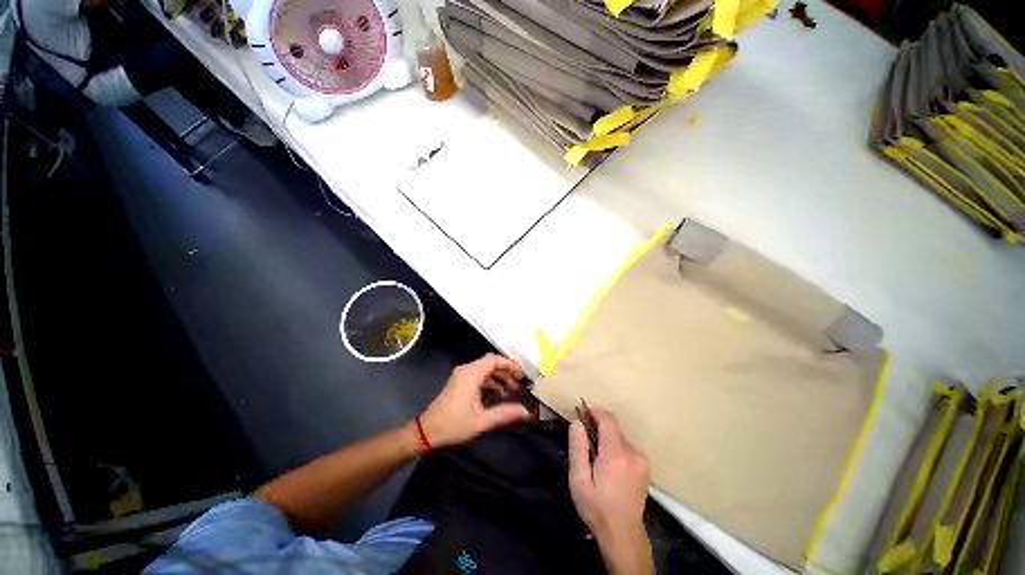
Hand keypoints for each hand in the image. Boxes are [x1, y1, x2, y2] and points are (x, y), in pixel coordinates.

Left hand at [418, 354, 528, 448]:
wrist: (426, 432)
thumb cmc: (453, 424)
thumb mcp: (481, 421)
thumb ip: (504, 413)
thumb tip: (525, 412)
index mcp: (471, 374)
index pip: (494, 360)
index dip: (509, 365)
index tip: (521, 376)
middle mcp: (466, 370)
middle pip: (491, 364)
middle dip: (506, 373)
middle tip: (518, 386)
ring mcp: (462, 376)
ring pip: (485, 370)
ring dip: (499, 379)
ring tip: (511, 392)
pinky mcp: (460, 382)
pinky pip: (479, 377)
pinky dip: (490, 383)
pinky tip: (498, 395)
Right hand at [568, 407, 652, 574]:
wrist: (623, 535)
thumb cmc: (596, 508)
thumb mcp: (579, 480)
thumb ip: (578, 448)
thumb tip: (576, 422)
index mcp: (616, 455)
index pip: (608, 419)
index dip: (594, 410)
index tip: (581, 409)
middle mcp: (633, 452)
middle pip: (613, 426)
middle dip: (597, 424)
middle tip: (582, 433)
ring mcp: (641, 459)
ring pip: (619, 435)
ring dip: (605, 436)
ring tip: (593, 452)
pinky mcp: (644, 465)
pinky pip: (626, 445)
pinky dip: (614, 445)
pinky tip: (606, 461)